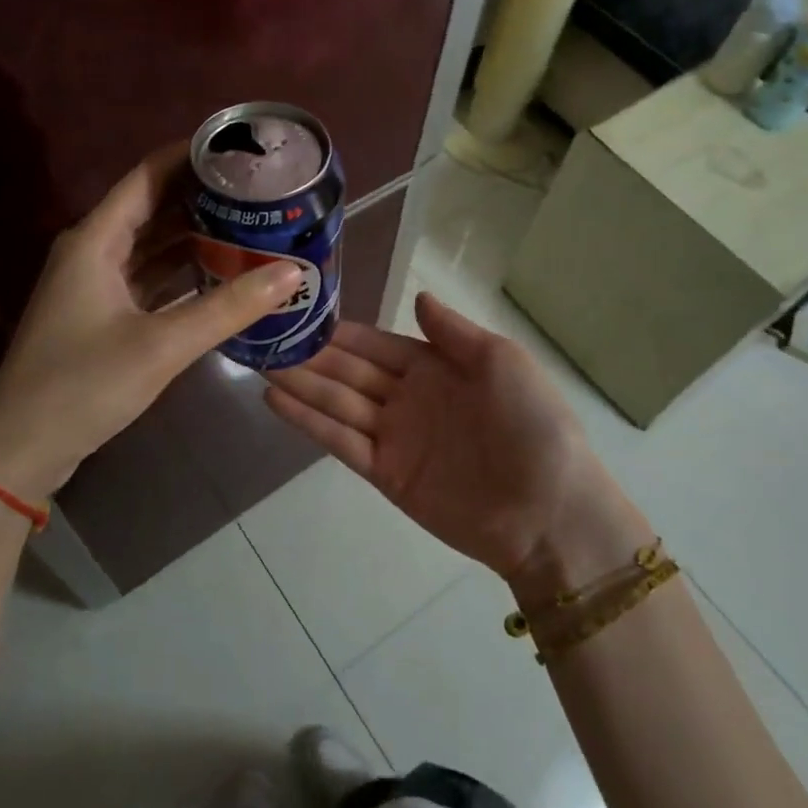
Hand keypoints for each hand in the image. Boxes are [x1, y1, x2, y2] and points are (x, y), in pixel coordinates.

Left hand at [0, 143, 302, 501]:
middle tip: (259, 189)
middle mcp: (93, 251)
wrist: (21, 449)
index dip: (190, 156)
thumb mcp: (162, 345)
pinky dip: (182, 272)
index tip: (239, 148)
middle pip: (152, 207)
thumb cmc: (83, 385)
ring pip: (151, 244)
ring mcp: (95, 284)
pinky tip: (220, 272)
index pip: (148, 176)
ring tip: (250, 223)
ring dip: (194, 235)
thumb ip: (229, 307)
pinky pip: (149, 278)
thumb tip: (292, 272)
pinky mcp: (102, 315)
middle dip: (202, 196)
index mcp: (96, 240)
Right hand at [264, 293, 644, 587]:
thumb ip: (453, 332)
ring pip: (336, 402)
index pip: (376, 344)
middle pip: (349, 371)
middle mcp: (408, 398)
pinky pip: (340, 441)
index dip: (341, 333)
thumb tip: (418, 297)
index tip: (301, 315)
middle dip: (310, 356)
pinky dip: (308, 421)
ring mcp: (393, 436)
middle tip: (264, 338)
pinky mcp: (384, 472)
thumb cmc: (532, 425)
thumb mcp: (502, 362)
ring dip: (299, 384)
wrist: (549, 510)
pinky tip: (276, 401)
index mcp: (436, 367)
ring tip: (259, 364)